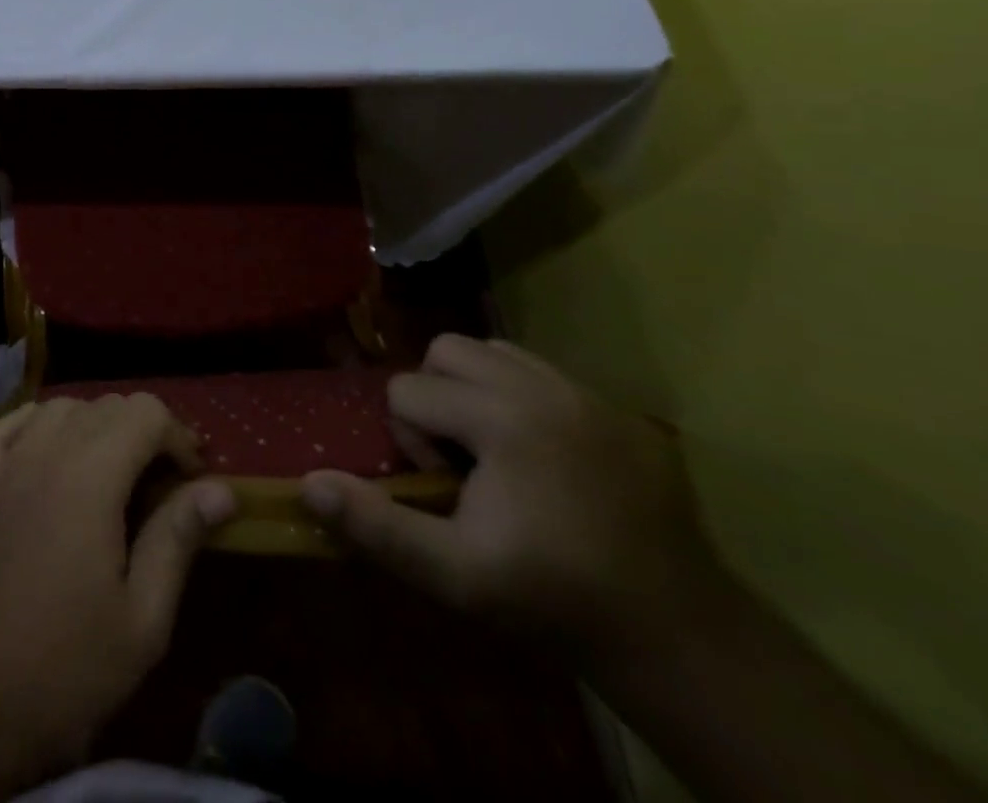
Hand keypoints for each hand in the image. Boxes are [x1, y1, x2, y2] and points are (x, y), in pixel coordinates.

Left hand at [0, 395, 236, 783]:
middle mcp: (45, 451)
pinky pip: (8, 423)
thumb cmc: (65, 667)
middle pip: (105, 405)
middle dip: (142, 430)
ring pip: (59, 407)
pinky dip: (38, 423)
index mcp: (90, 477)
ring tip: (109, 469)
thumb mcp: (142, 619)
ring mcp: (2, 461)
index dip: (178, 436)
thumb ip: (178, 538)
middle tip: (159, 480)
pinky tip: (48, 450)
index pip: (145, 412)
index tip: (192, 478)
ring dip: (93, 424)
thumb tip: (221, 488)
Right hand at [302, 334, 725, 664]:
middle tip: (461, 457)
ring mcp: (589, 395)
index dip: (410, 439)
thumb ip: (377, 525)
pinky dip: (524, 396)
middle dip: (437, 396)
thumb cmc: (551, 598)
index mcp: (502, 418)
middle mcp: (544, 388)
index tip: (445, 488)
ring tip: (495, 449)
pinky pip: (546, 373)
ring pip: (497, 351)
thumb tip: (309, 482)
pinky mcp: (623, 413)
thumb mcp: (454, 574)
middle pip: (448, 349)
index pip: (409, 389)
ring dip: (477, 389)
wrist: (678, 637)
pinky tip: (541, 455)